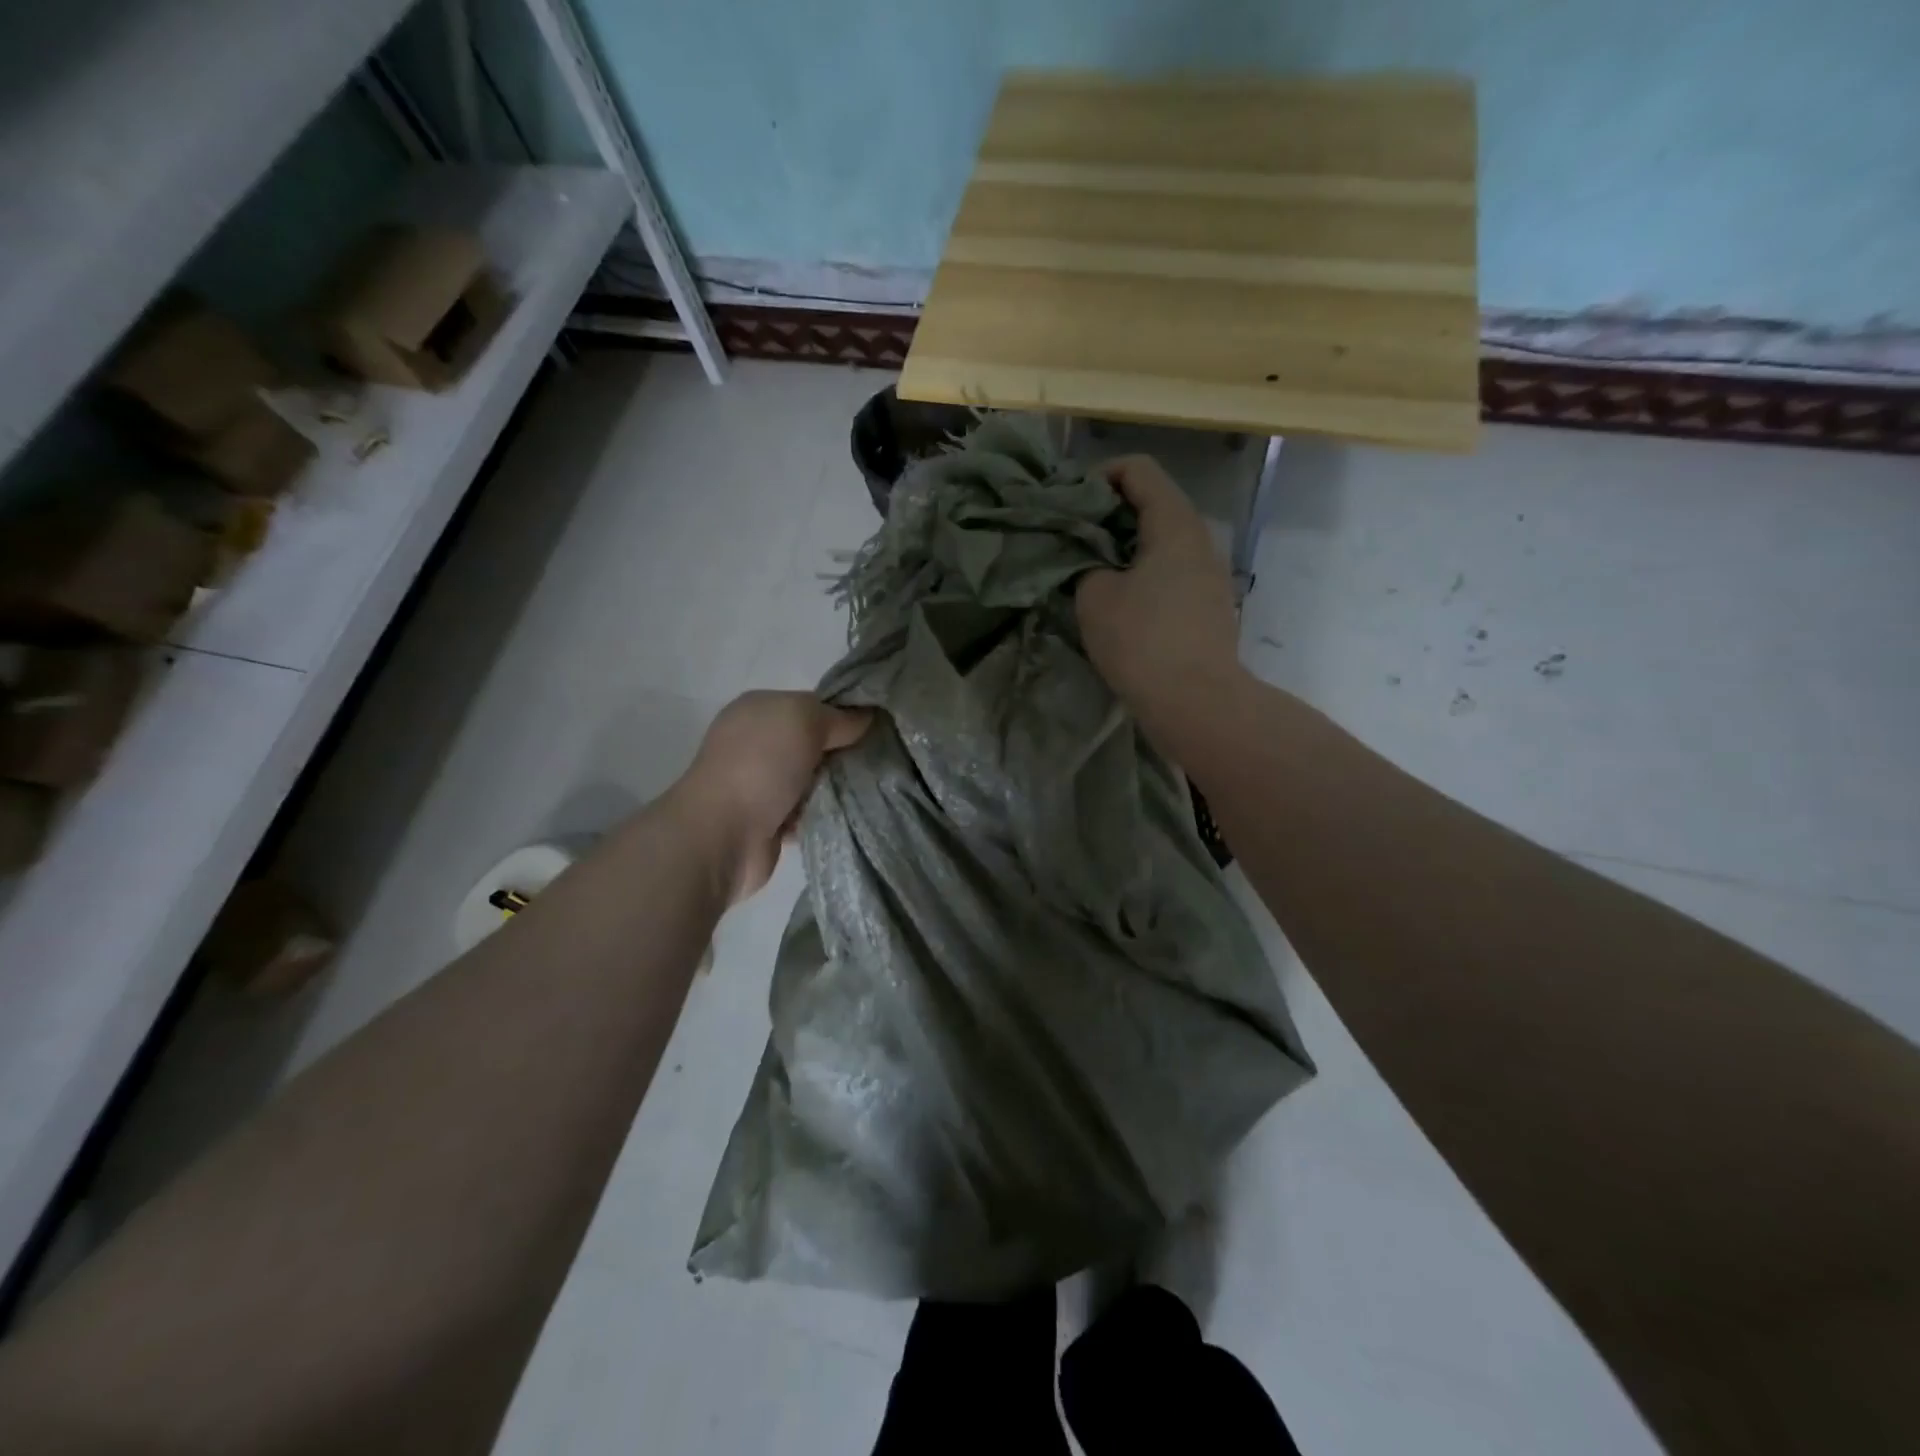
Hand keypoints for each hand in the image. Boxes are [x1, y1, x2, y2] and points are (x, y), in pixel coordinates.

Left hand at [671, 690, 871, 902]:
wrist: (723, 834)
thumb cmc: (761, 765)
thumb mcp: (804, 720)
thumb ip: (838, 717)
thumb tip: (866, 718)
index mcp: (758, 710)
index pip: (812, 705)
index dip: (844, 714)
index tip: (876, 728)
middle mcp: (757, 743)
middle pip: (816, 743)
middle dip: (843, 752)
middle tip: (878, 761)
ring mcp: (762, 784)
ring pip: (815, 778)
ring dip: (837, 785)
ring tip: (869, 789)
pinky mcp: (770, 821)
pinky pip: (810, 811)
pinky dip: (825, 813)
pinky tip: (848, 813)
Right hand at [1077, 456, 1242, 725]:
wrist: (1196, 702)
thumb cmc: (1142, 641)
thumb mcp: (1094, 596)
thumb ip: (1085, 564)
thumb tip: (1091, 563)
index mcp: (1175, 523)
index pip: (1138, 469)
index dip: (1098, 476)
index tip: (1069, 505)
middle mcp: (1200, 539)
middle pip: (1152, 503)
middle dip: (1108, 514)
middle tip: (1072, 540)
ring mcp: (1210, 573)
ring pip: (1162, 541)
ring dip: (1124, 548)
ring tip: (1091, 572)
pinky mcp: (1209, 605)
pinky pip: (1171, 572)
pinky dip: (1142, 574)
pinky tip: (1119, 602)